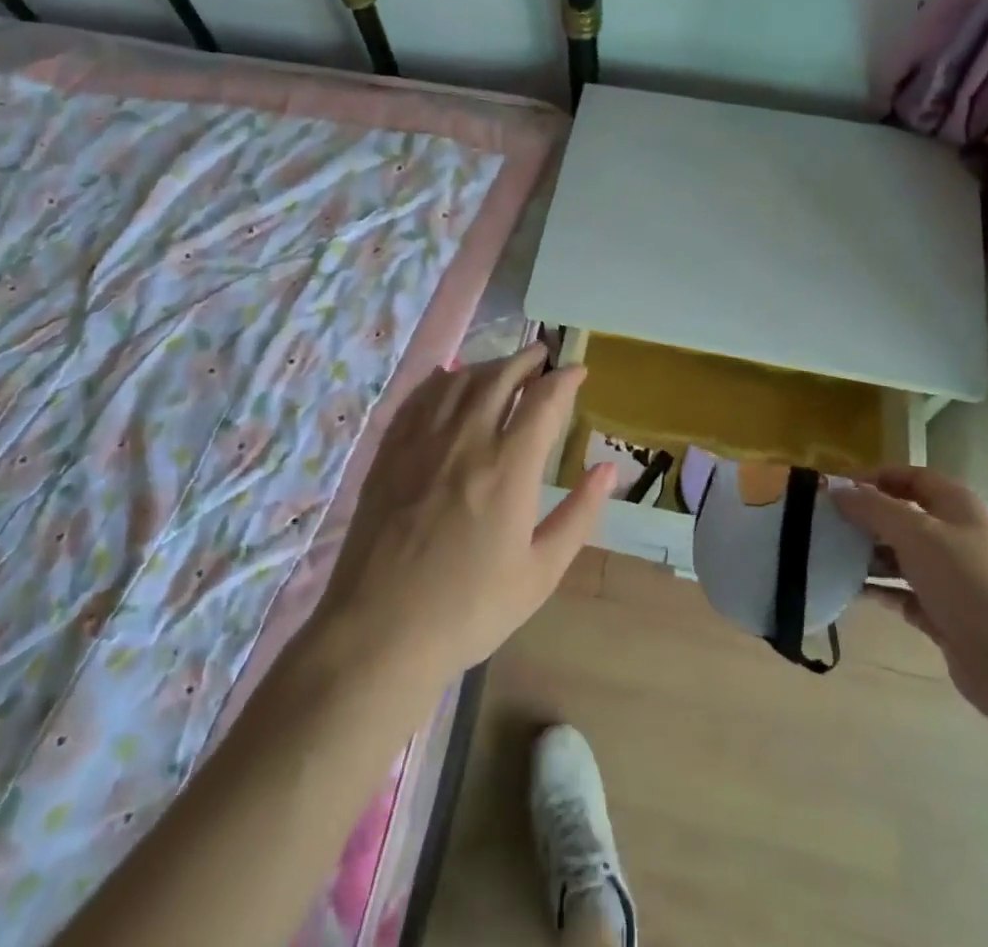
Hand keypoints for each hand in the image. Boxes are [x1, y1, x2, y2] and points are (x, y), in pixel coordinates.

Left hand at [312, 343, 613, 683]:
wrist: (379, 632)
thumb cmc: (469, 609)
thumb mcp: (540, 574)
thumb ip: (578, 515)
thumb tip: (608, 470)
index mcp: (509, 468)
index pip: (544, 400)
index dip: (565, 378)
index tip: (577, 370)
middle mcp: (467, 440)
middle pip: (500, 377)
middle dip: (527, 359)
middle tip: (542, 356)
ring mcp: (422, 442)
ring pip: (459, 381)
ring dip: (487, 365)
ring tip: (503, 367)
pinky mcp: (390, 452)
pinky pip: (419, 397)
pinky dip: (441, 380)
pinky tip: (447, 380)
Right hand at [835, 467, 987, 727]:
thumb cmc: (967, 582)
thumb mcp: (915, 533)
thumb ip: (873, 508)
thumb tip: (836, 490)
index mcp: (957, 506)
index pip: (910, 476)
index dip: (874, 478)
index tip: (837, 491)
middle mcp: (956, 536)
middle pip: (903, 516)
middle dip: (866, 518)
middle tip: (827, 525)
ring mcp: (952, 578)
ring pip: (901, 556)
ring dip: (869, 555)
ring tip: (831, 557)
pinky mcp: (946, 614)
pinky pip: (904, 593)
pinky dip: (880, 590)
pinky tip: (852, 591)